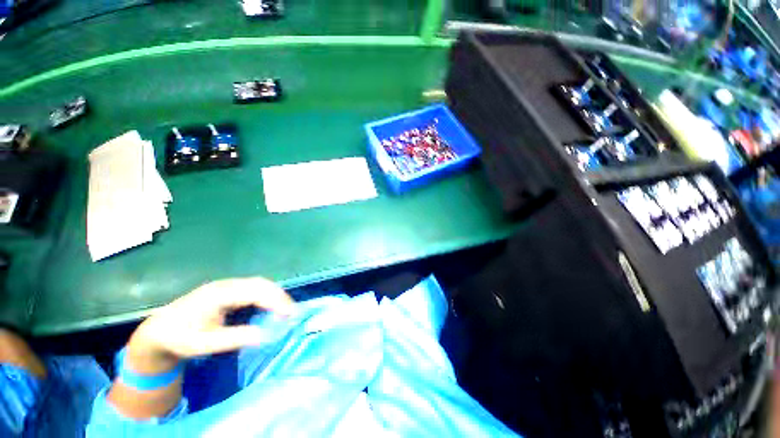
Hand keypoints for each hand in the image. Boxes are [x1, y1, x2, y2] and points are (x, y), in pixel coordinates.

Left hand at [126, 277, 294, 374]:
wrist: (159, 331)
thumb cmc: (180, 338)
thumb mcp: (204, 344)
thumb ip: (235, 338)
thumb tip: (265, 335)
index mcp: (220, 294)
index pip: (256, 292)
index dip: (275, 300)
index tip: (290, 313)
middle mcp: (226, 285)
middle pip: (261, 284)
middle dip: (279, 296)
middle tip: (291, 312)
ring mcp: (227, 286)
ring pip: (259, 284)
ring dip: (274, 295)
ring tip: (285, 309)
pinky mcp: (228, 290)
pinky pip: (253, 288)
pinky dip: (266, 296)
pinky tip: (270, 306)